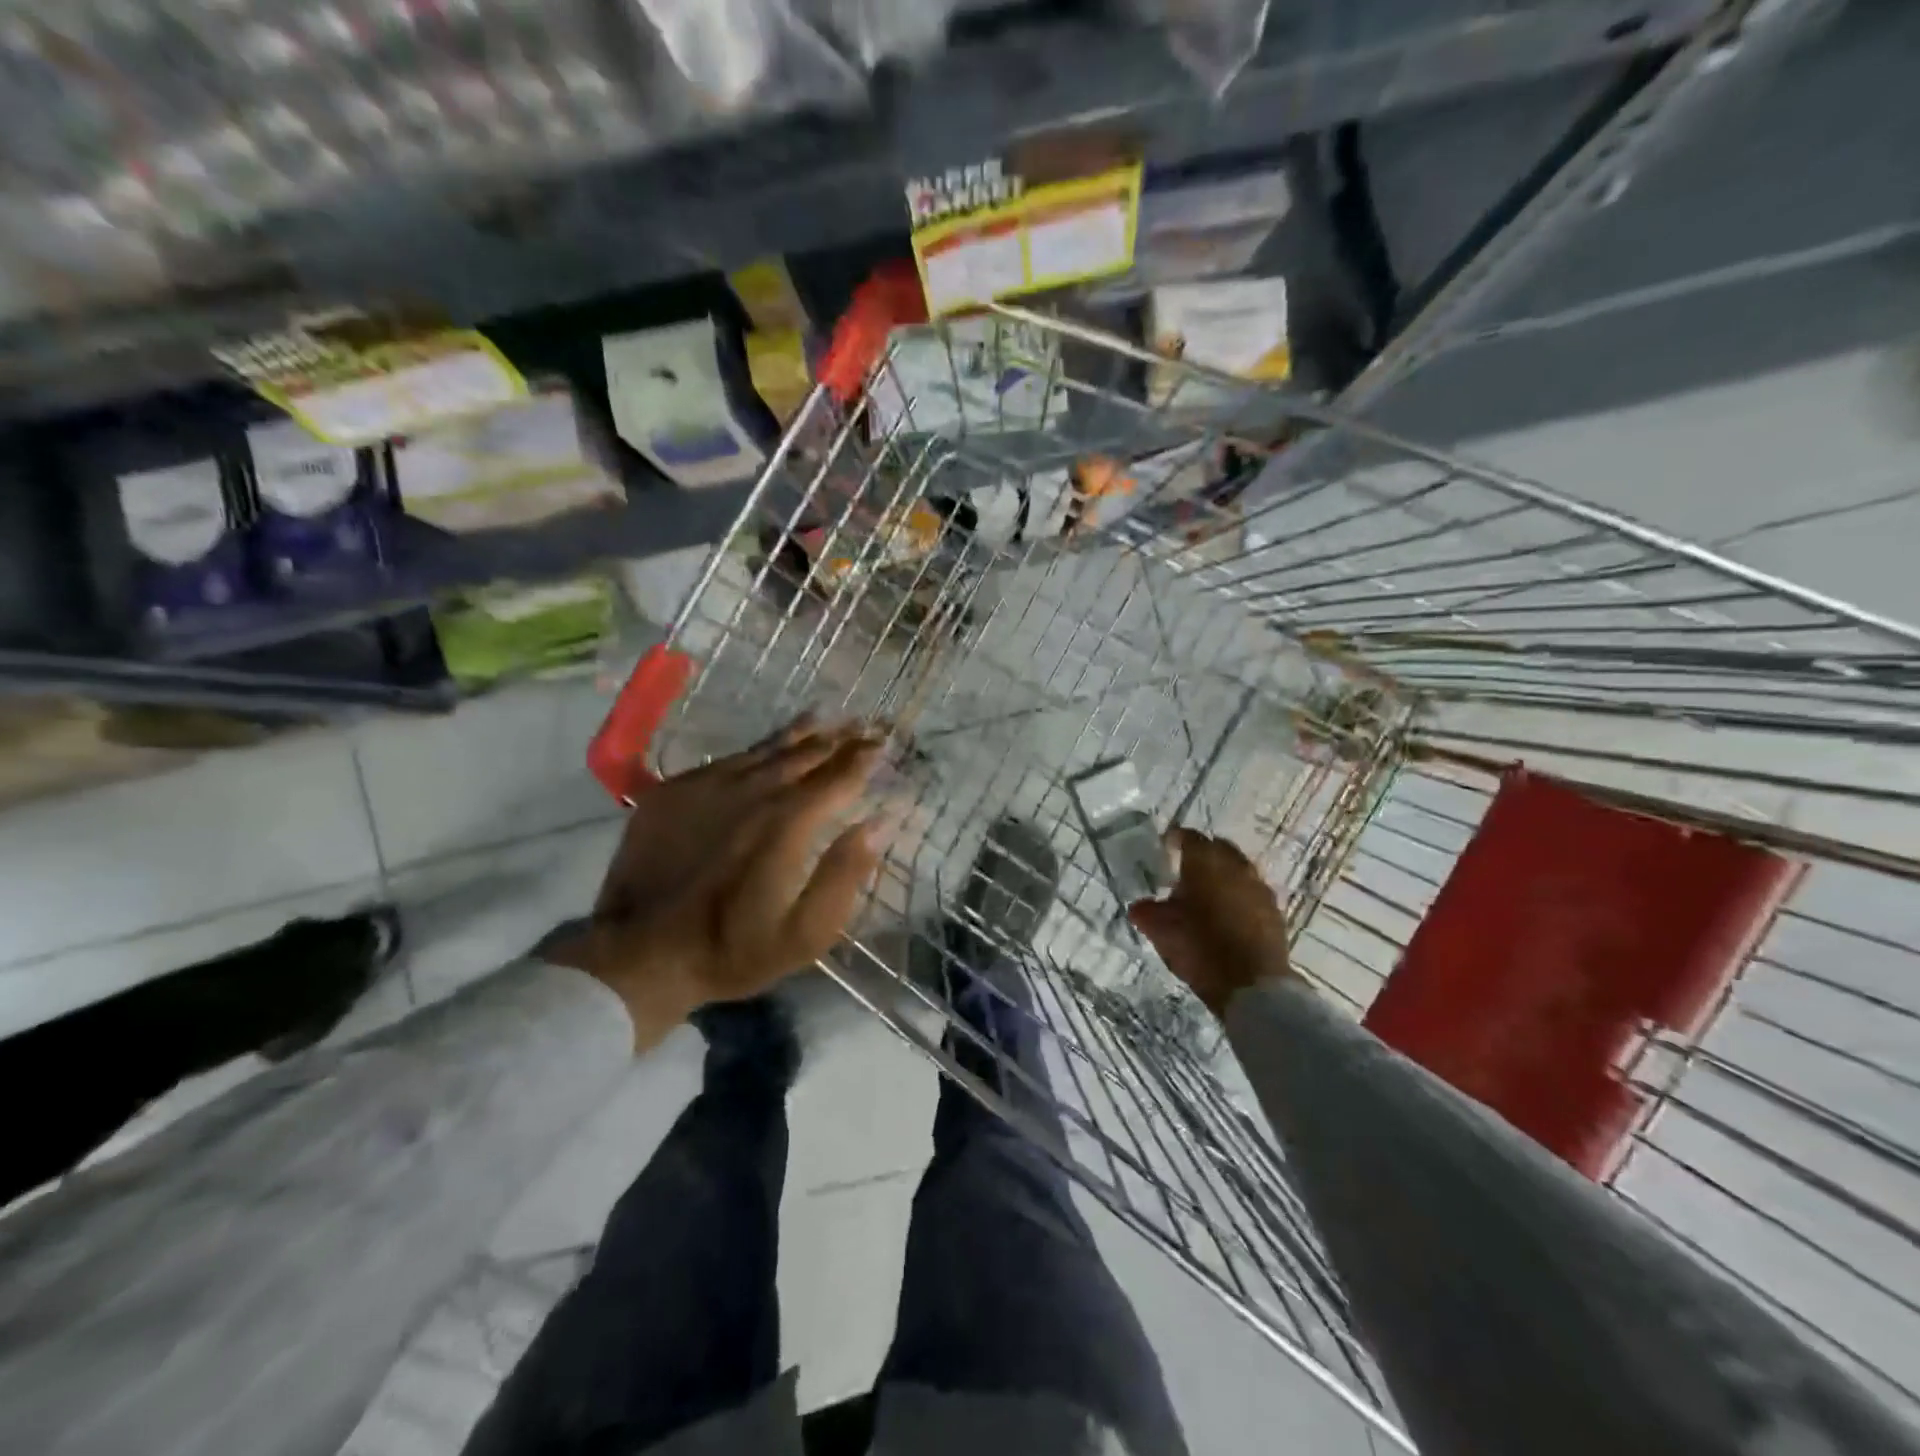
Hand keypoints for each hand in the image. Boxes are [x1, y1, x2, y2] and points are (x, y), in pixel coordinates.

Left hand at [548, 716, 887, 1049]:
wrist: (638, 954)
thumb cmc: (733, 950)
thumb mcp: (806, 932)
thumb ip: (846, 874)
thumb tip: (879, 823)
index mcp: (788, 823)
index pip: (837, 778)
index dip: (863, 759)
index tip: (883, 743)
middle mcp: (752, 792)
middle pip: (804, 754)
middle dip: (838, 738)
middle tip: (862, 723)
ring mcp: (709, 786)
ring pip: (765, 749)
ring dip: (800, 733)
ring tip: (824, 716)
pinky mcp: (674, 791)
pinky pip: (727, 759)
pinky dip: (756, 748)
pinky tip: (765, 746)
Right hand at [1127, 827, 1294, 1015]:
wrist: (1253, 985)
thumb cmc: (1200, 948)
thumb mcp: (1161, 931)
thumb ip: (1147, 912)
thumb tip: (1139, 905)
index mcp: (1205, 862)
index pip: (1189, 837)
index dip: (1174, 839)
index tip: (1164, 848)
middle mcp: (1236, 866)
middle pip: (1218, 848)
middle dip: (1202, 853)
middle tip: (1185, 869)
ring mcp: (1259, 888)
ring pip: (1239, 868)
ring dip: (1223, 874)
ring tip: (1207, 893)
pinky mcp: (1275, 911)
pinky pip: (1252, 891)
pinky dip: (1239, 895)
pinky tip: (1228, 914)